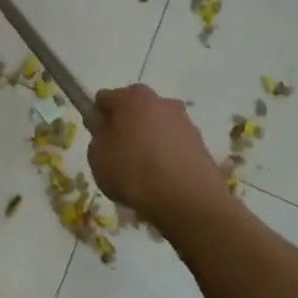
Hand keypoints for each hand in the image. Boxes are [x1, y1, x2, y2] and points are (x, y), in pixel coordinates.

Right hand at [88, 84, 232, 228]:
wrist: (187, 199)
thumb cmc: (133, 172)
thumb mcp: (98, 156)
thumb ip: (98, 135)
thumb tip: (106, 127)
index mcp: (132, 98)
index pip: (105, 98)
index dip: (98, 117)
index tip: (98, 138)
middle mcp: (160, 101)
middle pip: (135, 107)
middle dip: (126, 124)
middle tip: (119, 151)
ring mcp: (184, 121)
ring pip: (157, 124)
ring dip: (148, 138)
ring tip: (143, 168)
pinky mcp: (200, 142)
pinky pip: (173, 142)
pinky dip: (166, 152)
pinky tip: (161, 176)